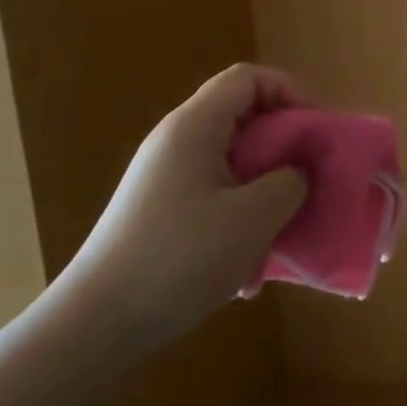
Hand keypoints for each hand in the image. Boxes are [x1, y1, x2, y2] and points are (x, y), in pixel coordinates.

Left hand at [59, 64, 307, 355]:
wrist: (93, 327)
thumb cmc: (180, 258)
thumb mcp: (253, 218)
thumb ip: (290, 182)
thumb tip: (298, 171)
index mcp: (195, 126)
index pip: (248, 78)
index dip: (288, 92)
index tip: (314, 130)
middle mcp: (175, 141)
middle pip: (241, 118)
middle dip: (281, 147)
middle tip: (306, 179)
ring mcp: (162, 177)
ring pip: (230, 162)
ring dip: (262, 190)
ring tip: (277, 231)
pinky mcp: (157, 211)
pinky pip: (211, 194)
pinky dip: (236, 217)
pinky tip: (243, 269)